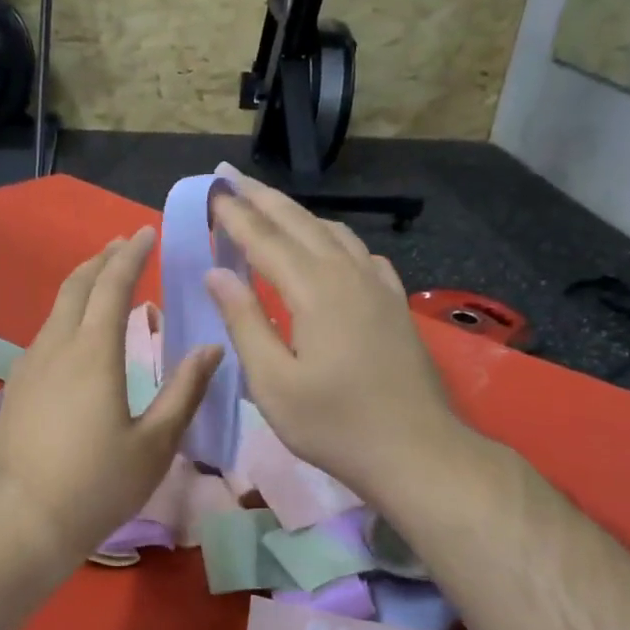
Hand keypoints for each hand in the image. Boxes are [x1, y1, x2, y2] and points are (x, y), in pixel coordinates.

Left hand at [0, 228, 221, 576]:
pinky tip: (78, 335)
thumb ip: (185, 391)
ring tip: (104, 281)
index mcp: (94, 353)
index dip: (131, 255)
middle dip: (101, 259)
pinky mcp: (15, 388)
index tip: (145, 233)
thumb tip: (211, 348)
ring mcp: (29, 366)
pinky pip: (45, 334)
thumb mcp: (155, 444)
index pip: (112, 285)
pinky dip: (67, 316)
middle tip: (124, 245)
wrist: (23, 522)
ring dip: (81, 286)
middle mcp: (56, 347)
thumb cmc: (97, 485)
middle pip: (76, 286)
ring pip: (56, 309)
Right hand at [204, 173, 471, 507]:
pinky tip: (330, 248)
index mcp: (314, 291)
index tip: (212, 191)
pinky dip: (334, 239)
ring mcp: (378, 287)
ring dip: (297, 214)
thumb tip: (217, 274)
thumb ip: (245, 322)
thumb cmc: (334, 425)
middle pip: (300, 223)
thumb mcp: (274, 382)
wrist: (417, 451)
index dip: (235, 215)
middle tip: (232, 178)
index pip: (265, 240)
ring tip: (270, 206)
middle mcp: (348, 275)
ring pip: (333, 233)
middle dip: (263, 199)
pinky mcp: (395, 304)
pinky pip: (360, 254)